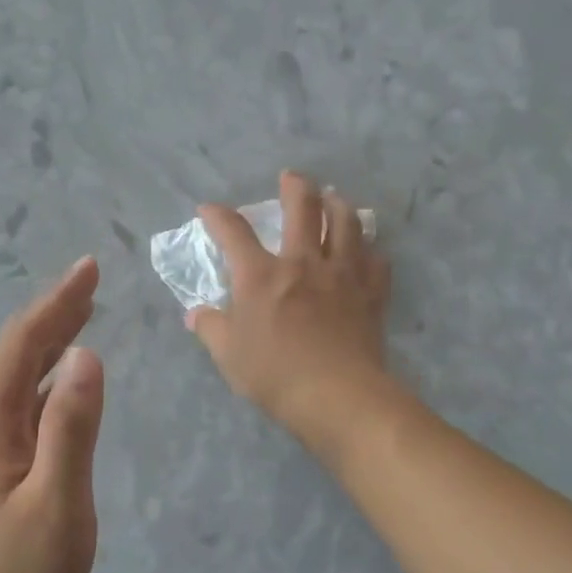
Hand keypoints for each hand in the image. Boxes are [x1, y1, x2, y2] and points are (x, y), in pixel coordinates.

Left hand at [0, 257, 104, 572]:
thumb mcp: (56, 503)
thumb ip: (71, 428)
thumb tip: (88, 354)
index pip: (23, 345)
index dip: (56, 302)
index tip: (90, 270)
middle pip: (21, 353)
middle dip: (55, 312)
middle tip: (92, 280)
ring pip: (26, 378)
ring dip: (54, 340)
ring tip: (85, 313)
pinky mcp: (8, 470)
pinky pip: (33, 405)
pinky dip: (57, 378)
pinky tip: (73, 379)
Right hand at [188, 171, 392, 451]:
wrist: (337, 395)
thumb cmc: (274, 374)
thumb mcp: (228, 355)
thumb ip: (211, 328)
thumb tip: (196, 314)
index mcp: (261, 275)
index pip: (233, 232)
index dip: (218, 216)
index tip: (208, 208)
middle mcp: (302, 262)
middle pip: (303, 208)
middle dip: (295, 186)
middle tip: (292, 177)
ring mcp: (341, 274)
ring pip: (346, 223)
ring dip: (339, 205)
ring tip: (335, 198)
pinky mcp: (370, 292)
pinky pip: (376, 260)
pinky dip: (371, 251)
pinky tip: (368, 251)